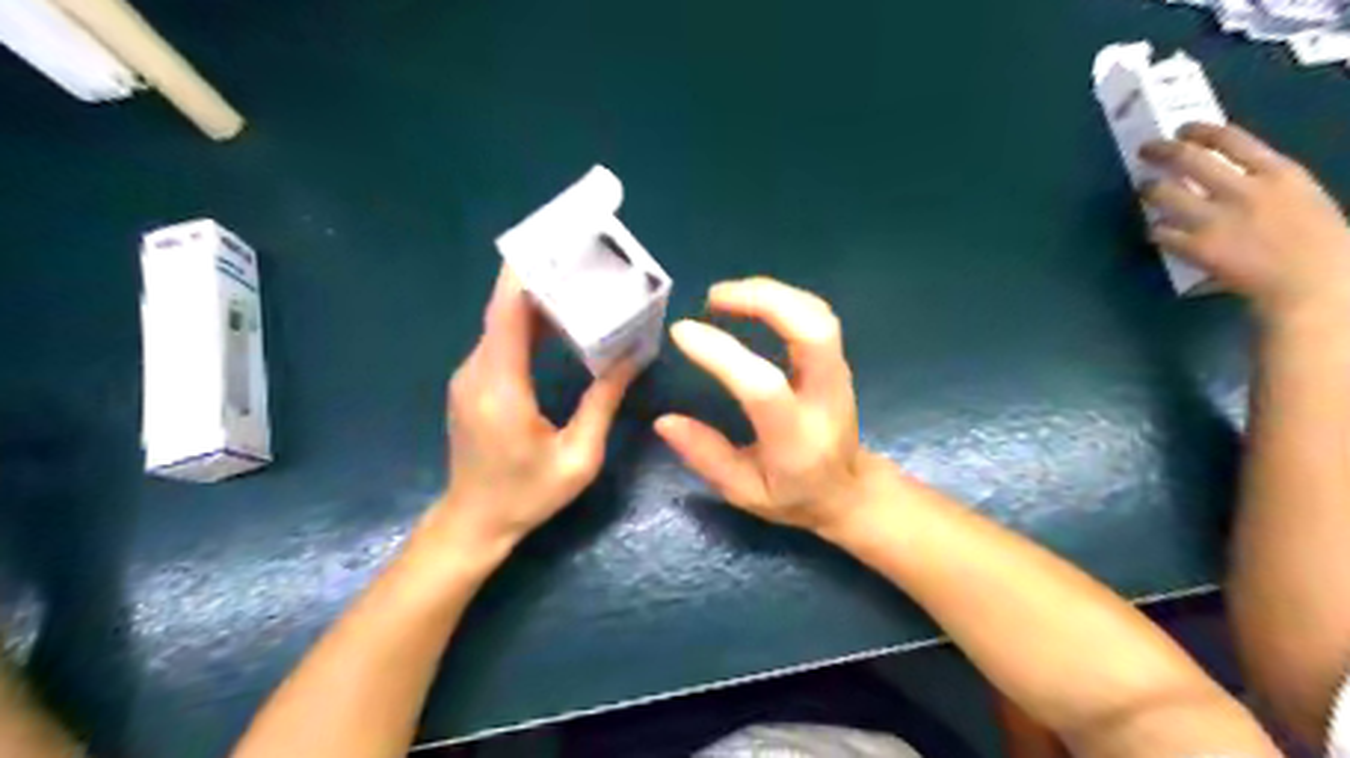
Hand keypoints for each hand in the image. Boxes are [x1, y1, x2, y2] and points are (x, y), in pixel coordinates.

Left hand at [435, 268, 638, 553]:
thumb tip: (632, 357)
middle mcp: (477, 370)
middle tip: (585, 258)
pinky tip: (560, 319)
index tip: (559, 243)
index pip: (508, 311)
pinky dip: (528, 321)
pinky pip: (500, 339)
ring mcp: (470, 375)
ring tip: (580, 281)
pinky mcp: (473, 381)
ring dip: (537, 298)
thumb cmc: (528, 495)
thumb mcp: (579, 457)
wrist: (474, 522)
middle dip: (542, 277)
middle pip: (505, 307)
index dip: (529, 272)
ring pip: (502, 321)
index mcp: (501, 386)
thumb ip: (602, 402)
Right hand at [652, 279, 874, 532]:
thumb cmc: (792, 496)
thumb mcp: (743, 492)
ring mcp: (838, 375)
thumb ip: (706, 457)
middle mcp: (824, 398)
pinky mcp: (837, 361)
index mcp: (796, 438)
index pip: (763, 385)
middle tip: (714, 296)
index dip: (721, 353)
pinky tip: (752, 300)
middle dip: (764, 299)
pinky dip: (783, 299)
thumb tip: (664, 421)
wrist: (847, 490)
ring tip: (726, 294)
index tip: (682, 331)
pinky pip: (816, 316)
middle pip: (813, 330)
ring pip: (818, 315)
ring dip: (772, 293)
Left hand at [1136, 122, 1349, 322]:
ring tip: (1145, 188)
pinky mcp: (1196, 248)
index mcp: (1279, 173)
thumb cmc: (1318, 241)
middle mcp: (1243, 191)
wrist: (1311, 281)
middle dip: (1161, 150)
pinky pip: (1160, 233)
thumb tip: (1229, 177)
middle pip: (1189, 159)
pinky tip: (1156, 231)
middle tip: (1146, 149)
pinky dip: (1154, 230)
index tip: (1183, 129)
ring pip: (1165, 194)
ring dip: (1149, 189)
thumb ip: (1265, 183)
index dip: (1200, 131)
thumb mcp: (1301, 196)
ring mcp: (1216, 220)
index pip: (1231, 139)